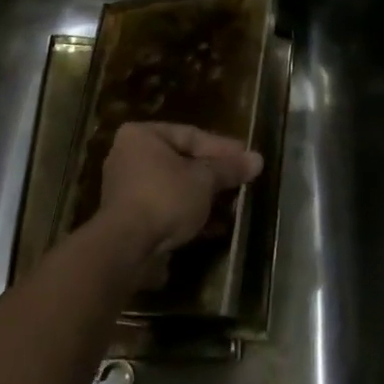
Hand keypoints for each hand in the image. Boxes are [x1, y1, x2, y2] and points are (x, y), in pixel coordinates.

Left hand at [98, 122, 262, 282]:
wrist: (127, 248)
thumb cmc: (165, 198)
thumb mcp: (203, 180)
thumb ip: (229, 169)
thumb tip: (258, 159)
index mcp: (141, 135)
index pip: (190, 135)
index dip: (222, 147)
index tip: (246, 157)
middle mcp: (128, 156)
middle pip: (181, 160)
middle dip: (212, 174)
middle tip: (240, 180)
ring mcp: (126, 188)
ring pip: (174, 186)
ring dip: (202, 196)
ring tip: (232, 204)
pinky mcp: (128, 218)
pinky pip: (165, 207)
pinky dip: (187, 213)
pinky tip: (214, 226)